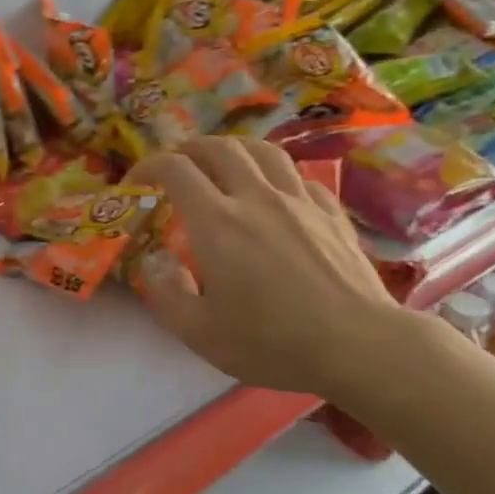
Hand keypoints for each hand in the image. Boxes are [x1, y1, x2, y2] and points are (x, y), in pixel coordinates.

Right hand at [128, 137, 419, 401]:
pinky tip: (274, 193)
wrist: (358, 346)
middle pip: (218, 147)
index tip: (136, 183)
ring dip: (233, 148)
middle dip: (188, 148)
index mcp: (217, 222)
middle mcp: (256, 198)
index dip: (148, 166)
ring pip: (262, 151)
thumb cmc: (273, 342)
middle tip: (175, 164)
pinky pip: (298, 176)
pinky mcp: (331, 212)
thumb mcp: (200, 333)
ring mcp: (299, 201)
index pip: (175, 170)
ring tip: (221, 162)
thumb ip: (166, 293)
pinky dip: (276, 175)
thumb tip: (154, 261)